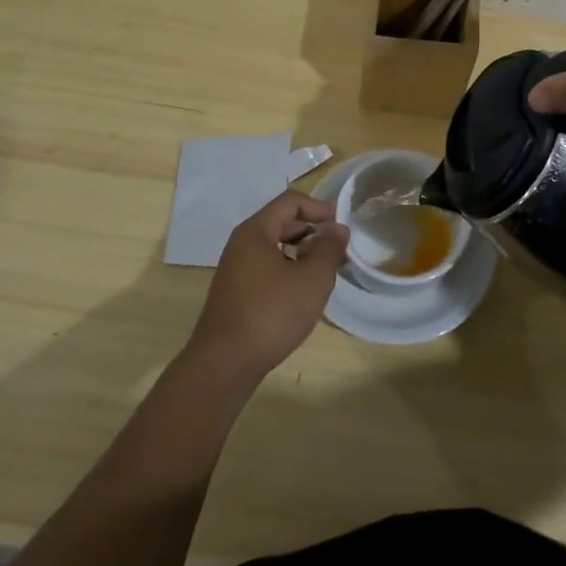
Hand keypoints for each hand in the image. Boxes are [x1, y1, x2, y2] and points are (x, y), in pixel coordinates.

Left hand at [185, 191, 348, 384]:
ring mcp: (235, 271)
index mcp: (255, 232)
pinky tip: (302, 294)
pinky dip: (288, 271)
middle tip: (337, 249)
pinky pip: (266, 269)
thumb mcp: (312, 278)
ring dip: (301, 252)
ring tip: (325, 272)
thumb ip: (329, 249)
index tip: (340, 224)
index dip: (318, 207)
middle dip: (312, 230)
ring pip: (274, 248)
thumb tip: (337, 229)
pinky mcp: (235, 294)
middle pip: (280, 223)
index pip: (289, 202)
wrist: (225, 363)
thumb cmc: (272, 313)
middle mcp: (240, 245)